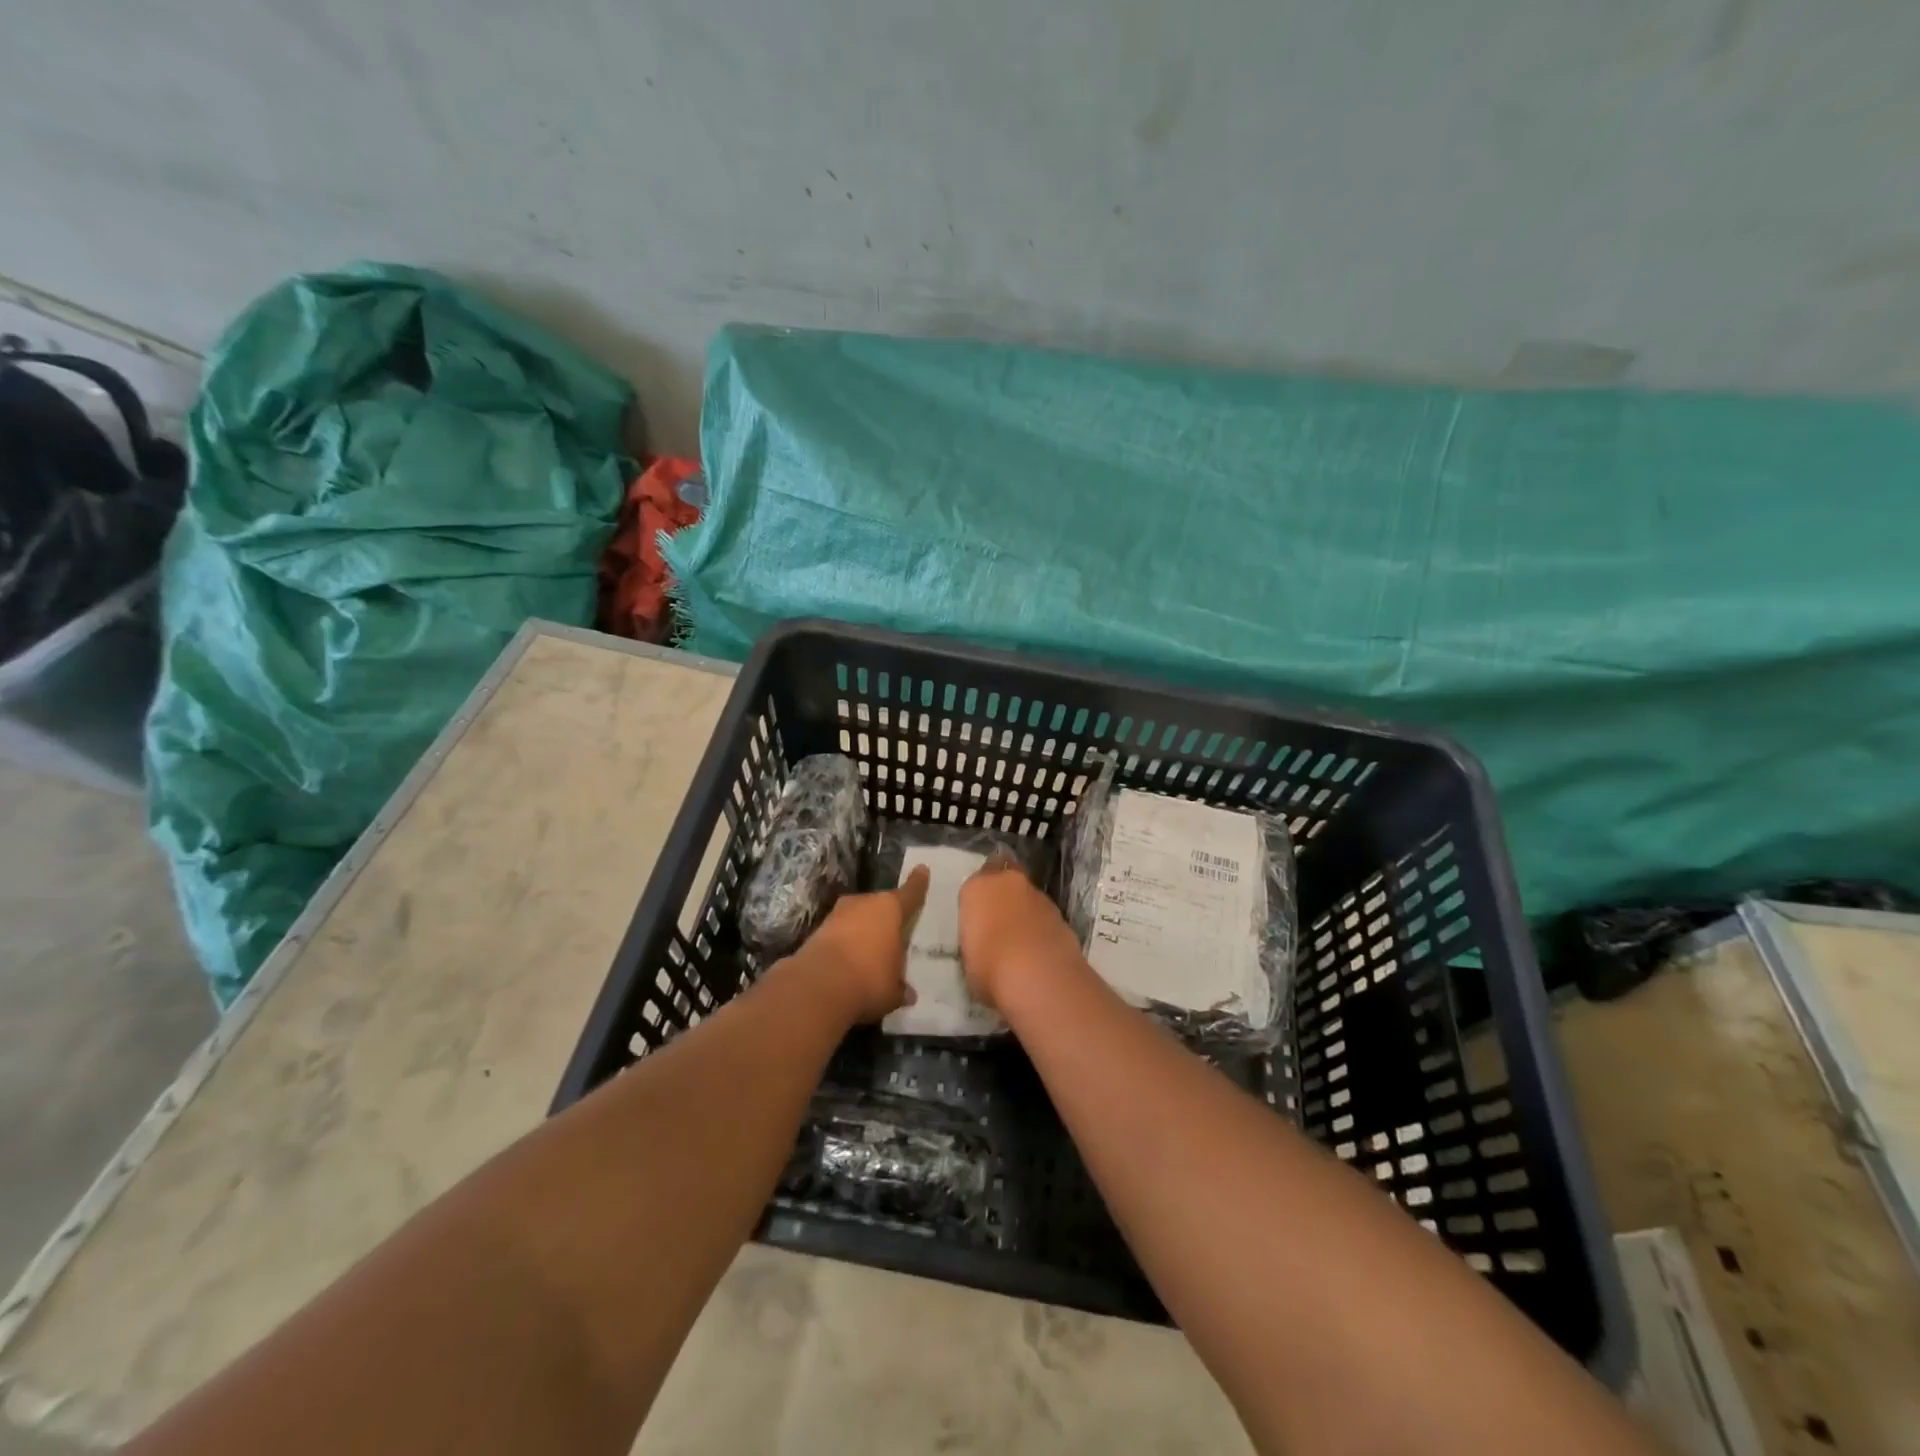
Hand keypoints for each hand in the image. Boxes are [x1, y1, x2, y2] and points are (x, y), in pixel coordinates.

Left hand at [788, 867, 929, 1023]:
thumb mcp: (893, 990)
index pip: (910, 893)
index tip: (922, 870)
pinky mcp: (817, 930)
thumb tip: (908, 994)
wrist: (817, 986)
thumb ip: (901, 988)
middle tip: (893, 933)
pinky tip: (848, 963)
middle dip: (885, 917)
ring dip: (863, 931)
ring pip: (857, 917)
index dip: (918, 883)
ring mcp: (838, 914)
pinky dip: (845, 943)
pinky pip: (839, 933)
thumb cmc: (869, 979)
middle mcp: (864, 903)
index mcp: (890, 909)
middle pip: (880, 905)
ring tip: (869, 952)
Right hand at [958, 857, 1084, 1009]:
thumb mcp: (968, 959)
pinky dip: (1042, 927)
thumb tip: (984, 946)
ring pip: (1028, 896)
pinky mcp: (1061, 915)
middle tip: (1000, 920)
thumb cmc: (989, 967)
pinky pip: (1045, 916)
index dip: (978, 898)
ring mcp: (1039, 896)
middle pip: (1006, 876)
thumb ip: (975, 941)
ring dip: (1025, 911)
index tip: (978, 918)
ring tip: (1021, 942)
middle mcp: (1008, 882)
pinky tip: (1039, 951)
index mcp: (977, 888)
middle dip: (1004, 892)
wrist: (1039, 976)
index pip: (975, 883)